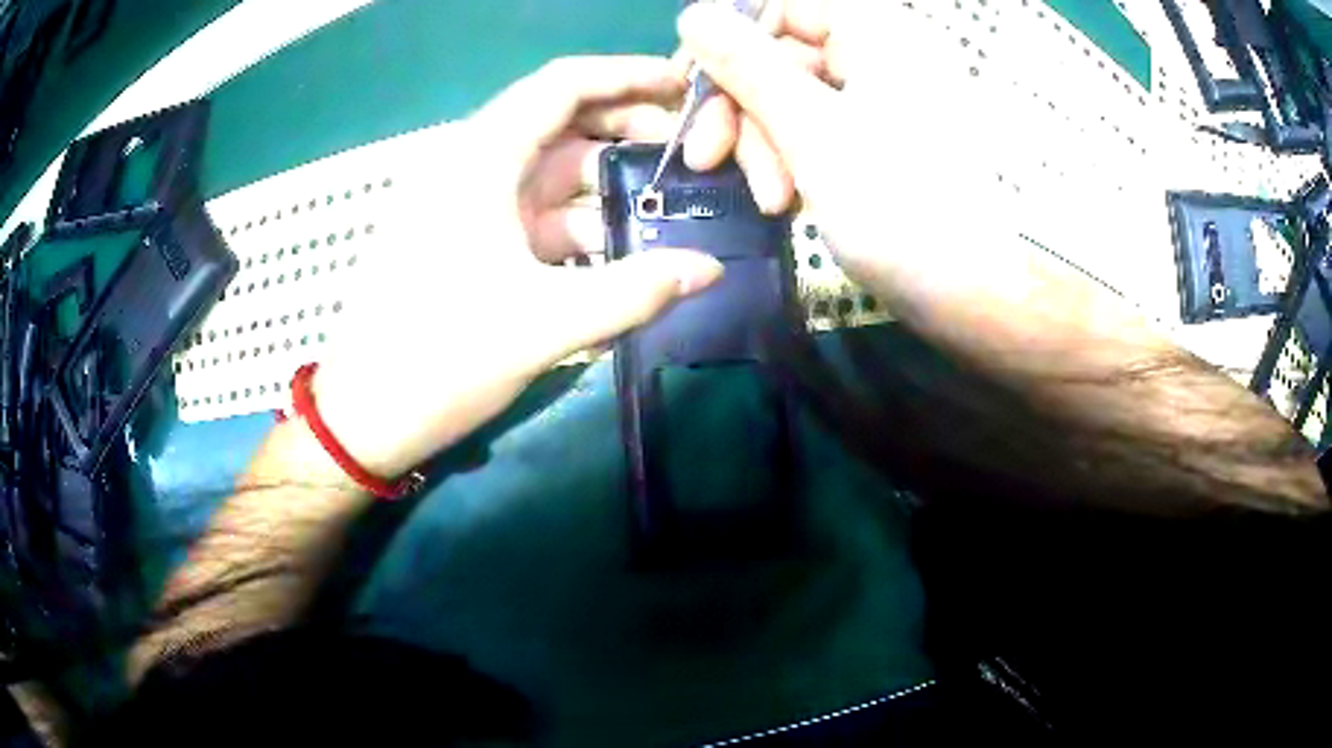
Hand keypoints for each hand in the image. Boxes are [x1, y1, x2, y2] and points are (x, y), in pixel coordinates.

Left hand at [311, 56, 723, 477]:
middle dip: (627, 128)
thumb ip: (635, 292)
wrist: (365, 416)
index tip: (684, 87)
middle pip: (561, 121)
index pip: (562, 85)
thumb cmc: (440, 360)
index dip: (628, 75)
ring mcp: (466, 204)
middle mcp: (471, 166)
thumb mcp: (543, 325)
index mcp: (479, 160)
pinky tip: (622, 247)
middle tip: (691, 151)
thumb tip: (711, 270)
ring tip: (671, 202)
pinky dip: (578, 221)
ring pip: (550, 170)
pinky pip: (533, 212)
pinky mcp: (466, 239)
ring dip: (607, 182)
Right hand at [677, 1, 992, 279]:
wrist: (966, 295)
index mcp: (875, 36)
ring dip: (762, 147)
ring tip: (770, 201)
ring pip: (790, 101)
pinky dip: (789, 164)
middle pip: (779, 58)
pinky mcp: (875, 145)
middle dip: (741, 111)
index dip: (730, 40)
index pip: (782, 8)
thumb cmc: (896, 207)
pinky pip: (813, 133)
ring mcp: (878, 103)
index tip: (691, 85)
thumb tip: (694, 14)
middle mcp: (877, 58)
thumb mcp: (809, 129)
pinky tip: (785, 203)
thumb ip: (746, 65)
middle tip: (707, 161)